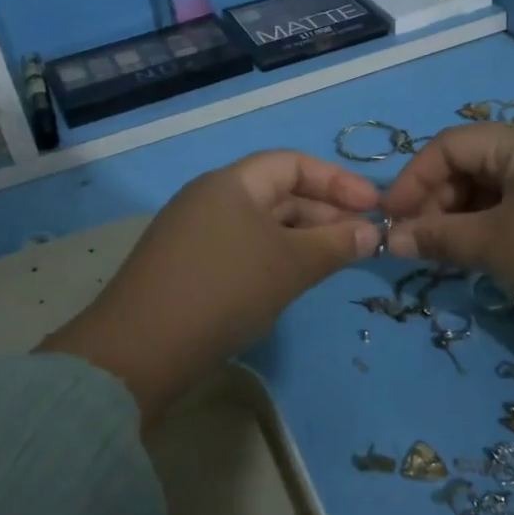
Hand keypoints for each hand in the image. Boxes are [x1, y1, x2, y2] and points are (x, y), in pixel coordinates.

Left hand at [39, 151, 379, 420]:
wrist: (140, 351)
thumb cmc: (224, 290)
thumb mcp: (289, 265)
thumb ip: (334, 245)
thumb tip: (371, 233)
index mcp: (230, 183)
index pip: (293, 163)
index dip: (337, 181)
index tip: (373, 207)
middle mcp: (210, 199)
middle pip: (277, 193)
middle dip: (323, 213)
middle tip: (361, 240)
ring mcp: (195, 234)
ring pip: (261, 226)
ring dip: (301, 239)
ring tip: (335, 262)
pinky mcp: (187, 268)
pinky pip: (242, 250)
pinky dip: (274, 259)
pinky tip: (292, 283)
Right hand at [381, 124, 513, 327]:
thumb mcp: (495, 246)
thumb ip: (438, 239)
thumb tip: (390, 239)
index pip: (447, 147)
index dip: (413, 180)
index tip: (392, 220)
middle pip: (469, 164)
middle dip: (437, 202)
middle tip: (420, 244)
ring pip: (493, 186)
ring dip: (463, 216)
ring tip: (449, 253)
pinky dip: (492, 223)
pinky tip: (486, 252)